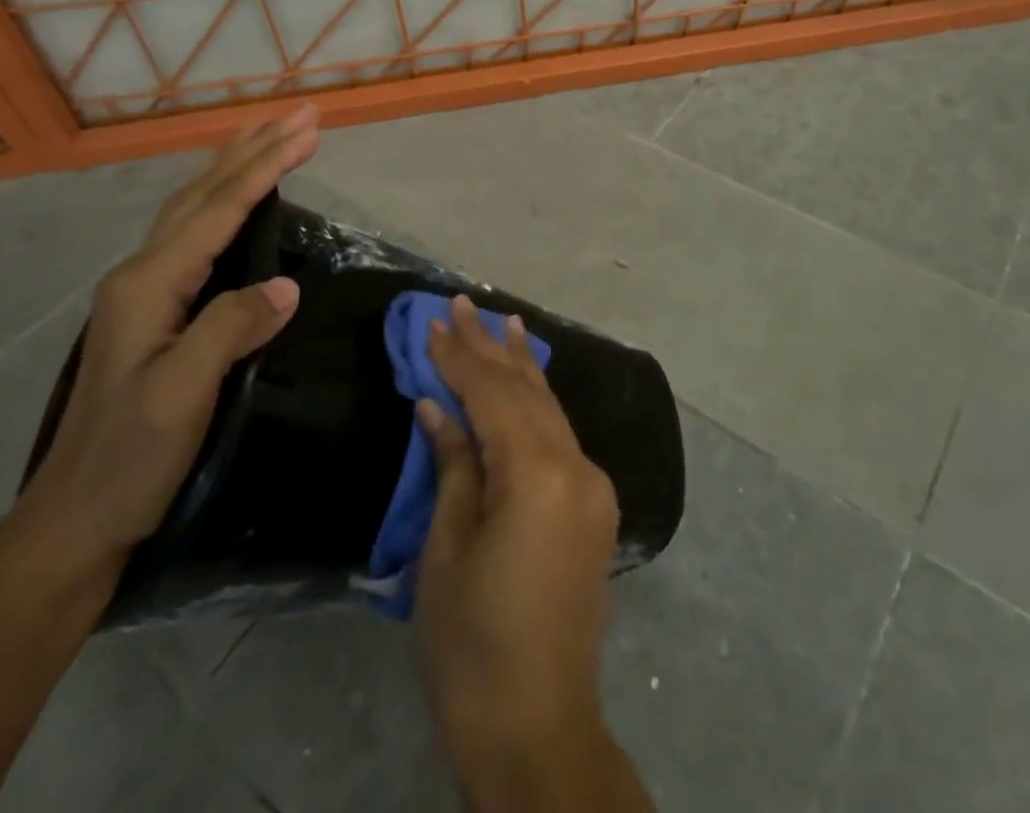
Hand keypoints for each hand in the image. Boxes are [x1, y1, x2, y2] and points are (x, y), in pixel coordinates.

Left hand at [15, 105, 319, 579]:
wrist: (75, 519)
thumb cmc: (129, 459)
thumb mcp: (182, 396)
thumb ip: (230, 329)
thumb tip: (287, 286)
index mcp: (148, 284)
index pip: (218, 210)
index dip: (266, 167)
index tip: (309, 131)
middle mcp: (141, 274)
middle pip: (202, 194)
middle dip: (254, 149)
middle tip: (300, 115)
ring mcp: (144, 290)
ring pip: (194, 208)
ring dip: (236, 166)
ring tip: (269, 136)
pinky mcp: (155, 309)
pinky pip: (195, 234)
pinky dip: (223, 201)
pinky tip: (235, 201)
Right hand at [413, 298, 629, 805]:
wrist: (537, 727)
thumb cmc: (473, 642)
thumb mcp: (447, 549)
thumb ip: (453, 464)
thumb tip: (437, 406)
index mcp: (538, 473)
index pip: (492, 395)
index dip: (459, 357)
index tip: (434, 320)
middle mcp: (576, 466)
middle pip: (527, 392)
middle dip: (491, 348)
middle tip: (465, 303)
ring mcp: (592, 487)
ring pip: (550, 409)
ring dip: (523, 367)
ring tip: (506, 323)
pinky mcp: (594, 507)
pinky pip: (560, 437)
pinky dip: (538, 404)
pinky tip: (528, 384)